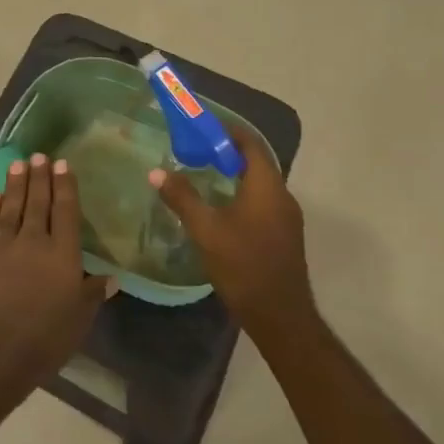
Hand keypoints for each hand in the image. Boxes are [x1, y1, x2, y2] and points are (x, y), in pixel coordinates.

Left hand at [0, 153, 111, 402]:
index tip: (63, 165)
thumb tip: (112, 277)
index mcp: (63, 255)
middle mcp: (33, 242)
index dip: (65, 186)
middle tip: (40, 155)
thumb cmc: (43, 340)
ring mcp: (2, 246)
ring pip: (12, 207)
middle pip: (38, 202)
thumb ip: (92, 294)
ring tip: (20, 164)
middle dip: (40, 177)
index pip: (66, 212)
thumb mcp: (78, 321)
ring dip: (16, 184)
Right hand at [151, 120, 312, 337]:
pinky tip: (220, 208)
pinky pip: (263, 201)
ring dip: (235, 174)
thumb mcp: (205, 230)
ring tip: (203, 176)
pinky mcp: (284, 234)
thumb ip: (182, 198)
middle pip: (256, 161)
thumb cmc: (243, 265)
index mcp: (267, 186)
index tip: (202, 127)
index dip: (228, 131)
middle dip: (227, 152)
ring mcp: (287, 217)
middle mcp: (282, 195)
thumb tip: (156, 172)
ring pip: (260, 183)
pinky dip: (242, 194)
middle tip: (196, 151)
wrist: (280, 315)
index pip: (250, 143)